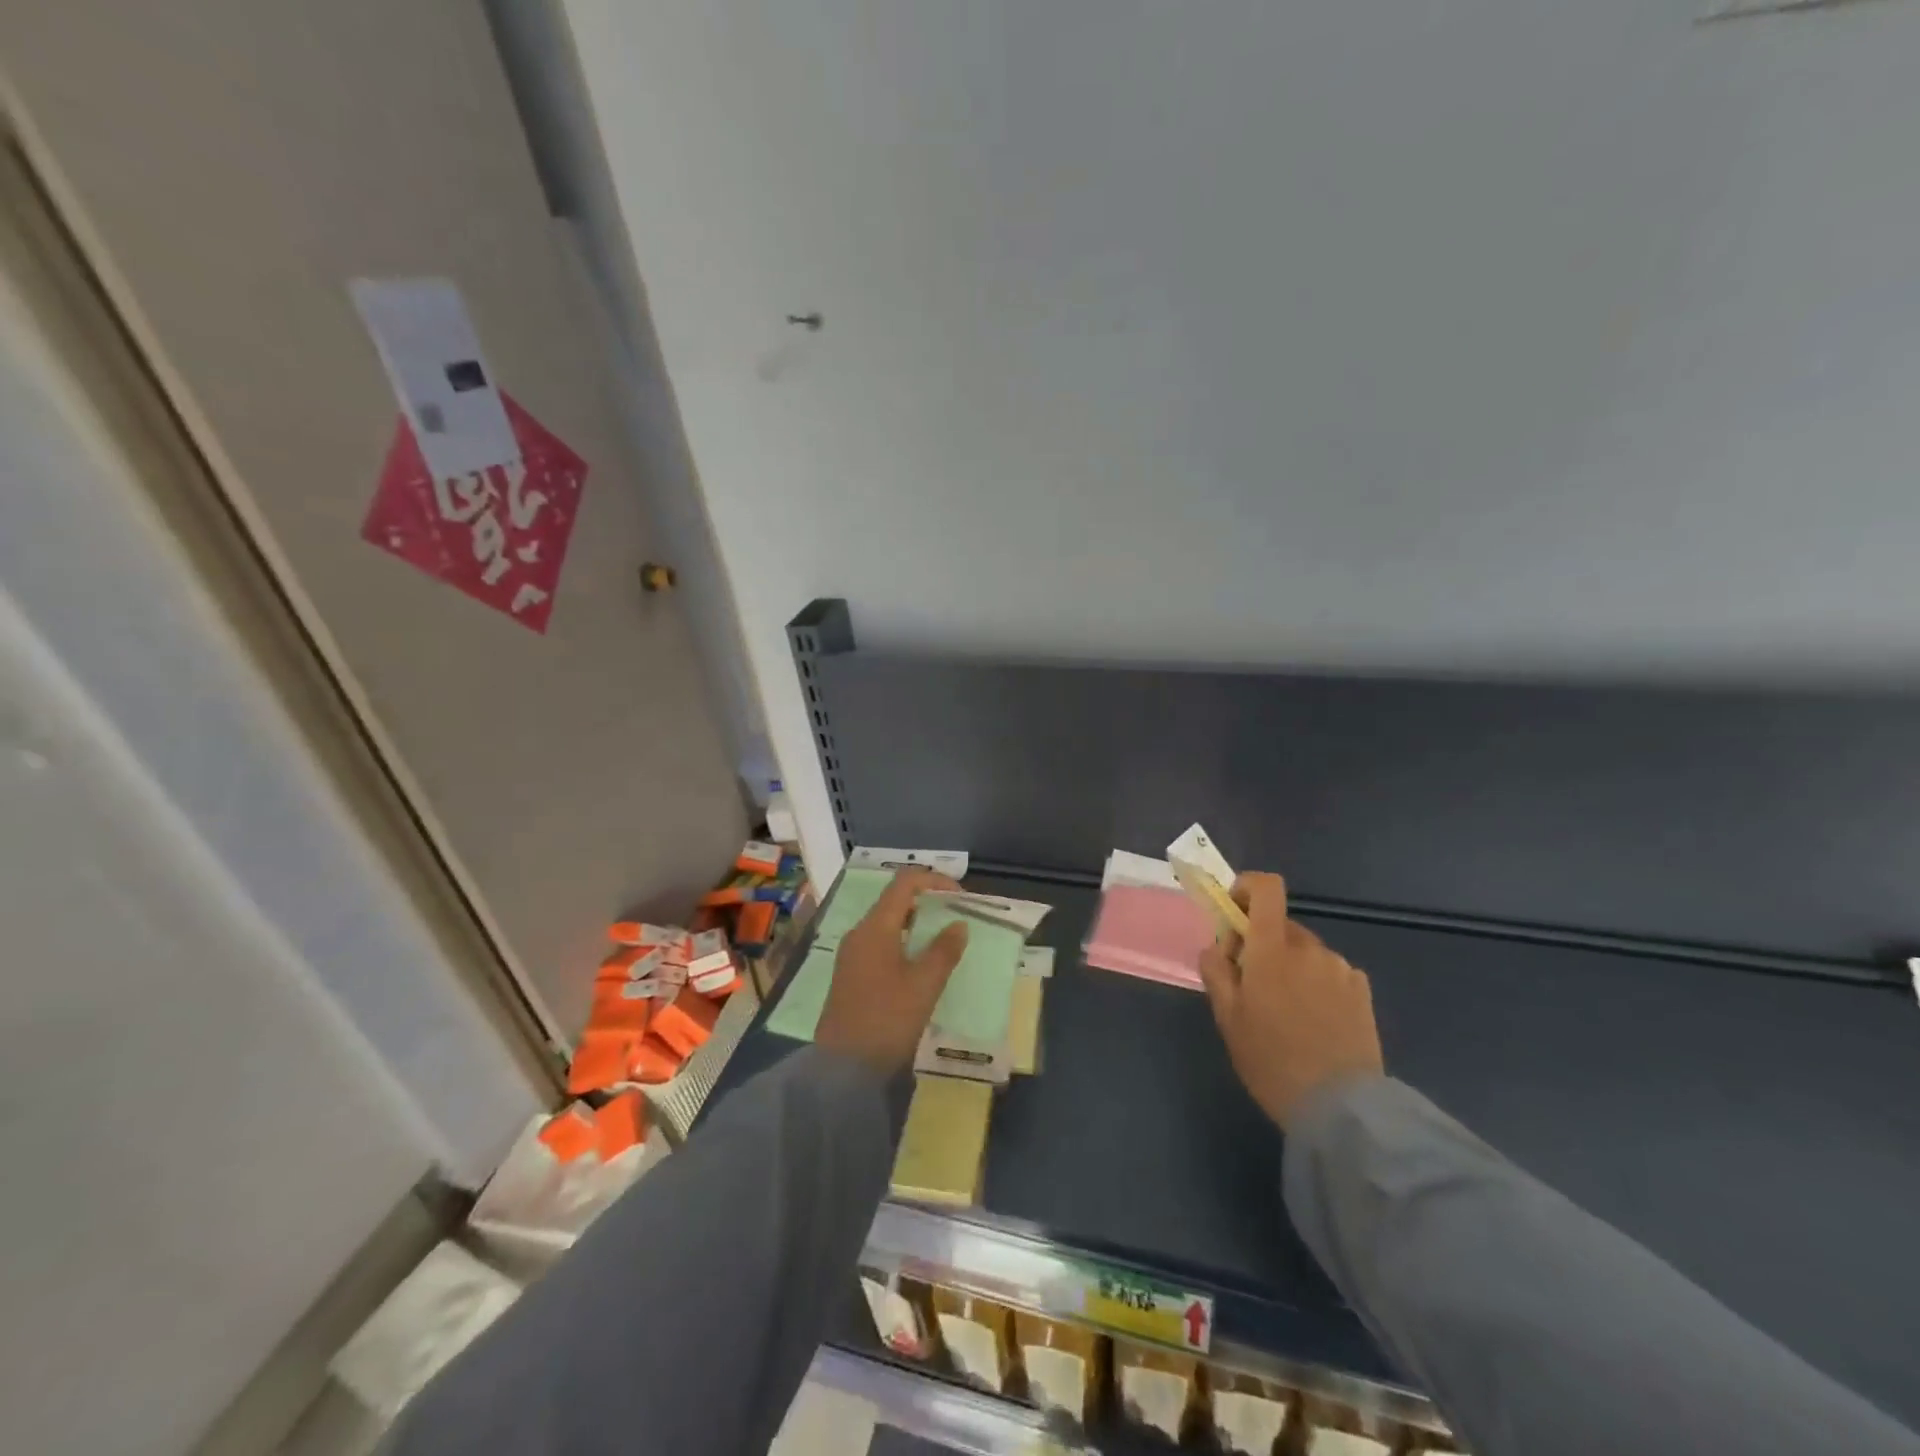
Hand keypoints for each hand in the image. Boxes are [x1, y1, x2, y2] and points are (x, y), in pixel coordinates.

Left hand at [816, 869, 970, 1074]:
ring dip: (917, 924)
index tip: (962, 897)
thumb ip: (944, 950)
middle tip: (957, 917)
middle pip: (895, 901)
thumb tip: (959, 924)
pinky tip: (921, 964)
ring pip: (887, 924)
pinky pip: (880, 944)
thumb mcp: (924, 985)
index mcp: (875, 927)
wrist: (843, 1069)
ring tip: (945, 940)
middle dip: (928, 902)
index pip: (904, 883)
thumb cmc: (887, 1020)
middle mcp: (860, 933)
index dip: (935, 881)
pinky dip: (904, 942)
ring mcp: (852, 955)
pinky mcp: (851, 975)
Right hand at [1198, 872, 1383, 1128]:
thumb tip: (1217, 947)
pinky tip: (1315, 1022)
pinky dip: (1316, 984)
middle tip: (1251, 985)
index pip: (1266, 888)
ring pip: (1305, 952)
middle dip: (1262, 944)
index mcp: (1272, 949)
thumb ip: (1217, 972)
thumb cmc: (1272, 1061)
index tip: (1233, 914)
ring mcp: (1340, 969)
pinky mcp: (1363, 992)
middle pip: (1280, 926)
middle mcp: (1309, 948)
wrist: (1341, 1110)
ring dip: (1290, 966)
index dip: (1246, 888)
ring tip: (1286, 1013)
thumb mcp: (1228, 1019)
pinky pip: (1329, 972)